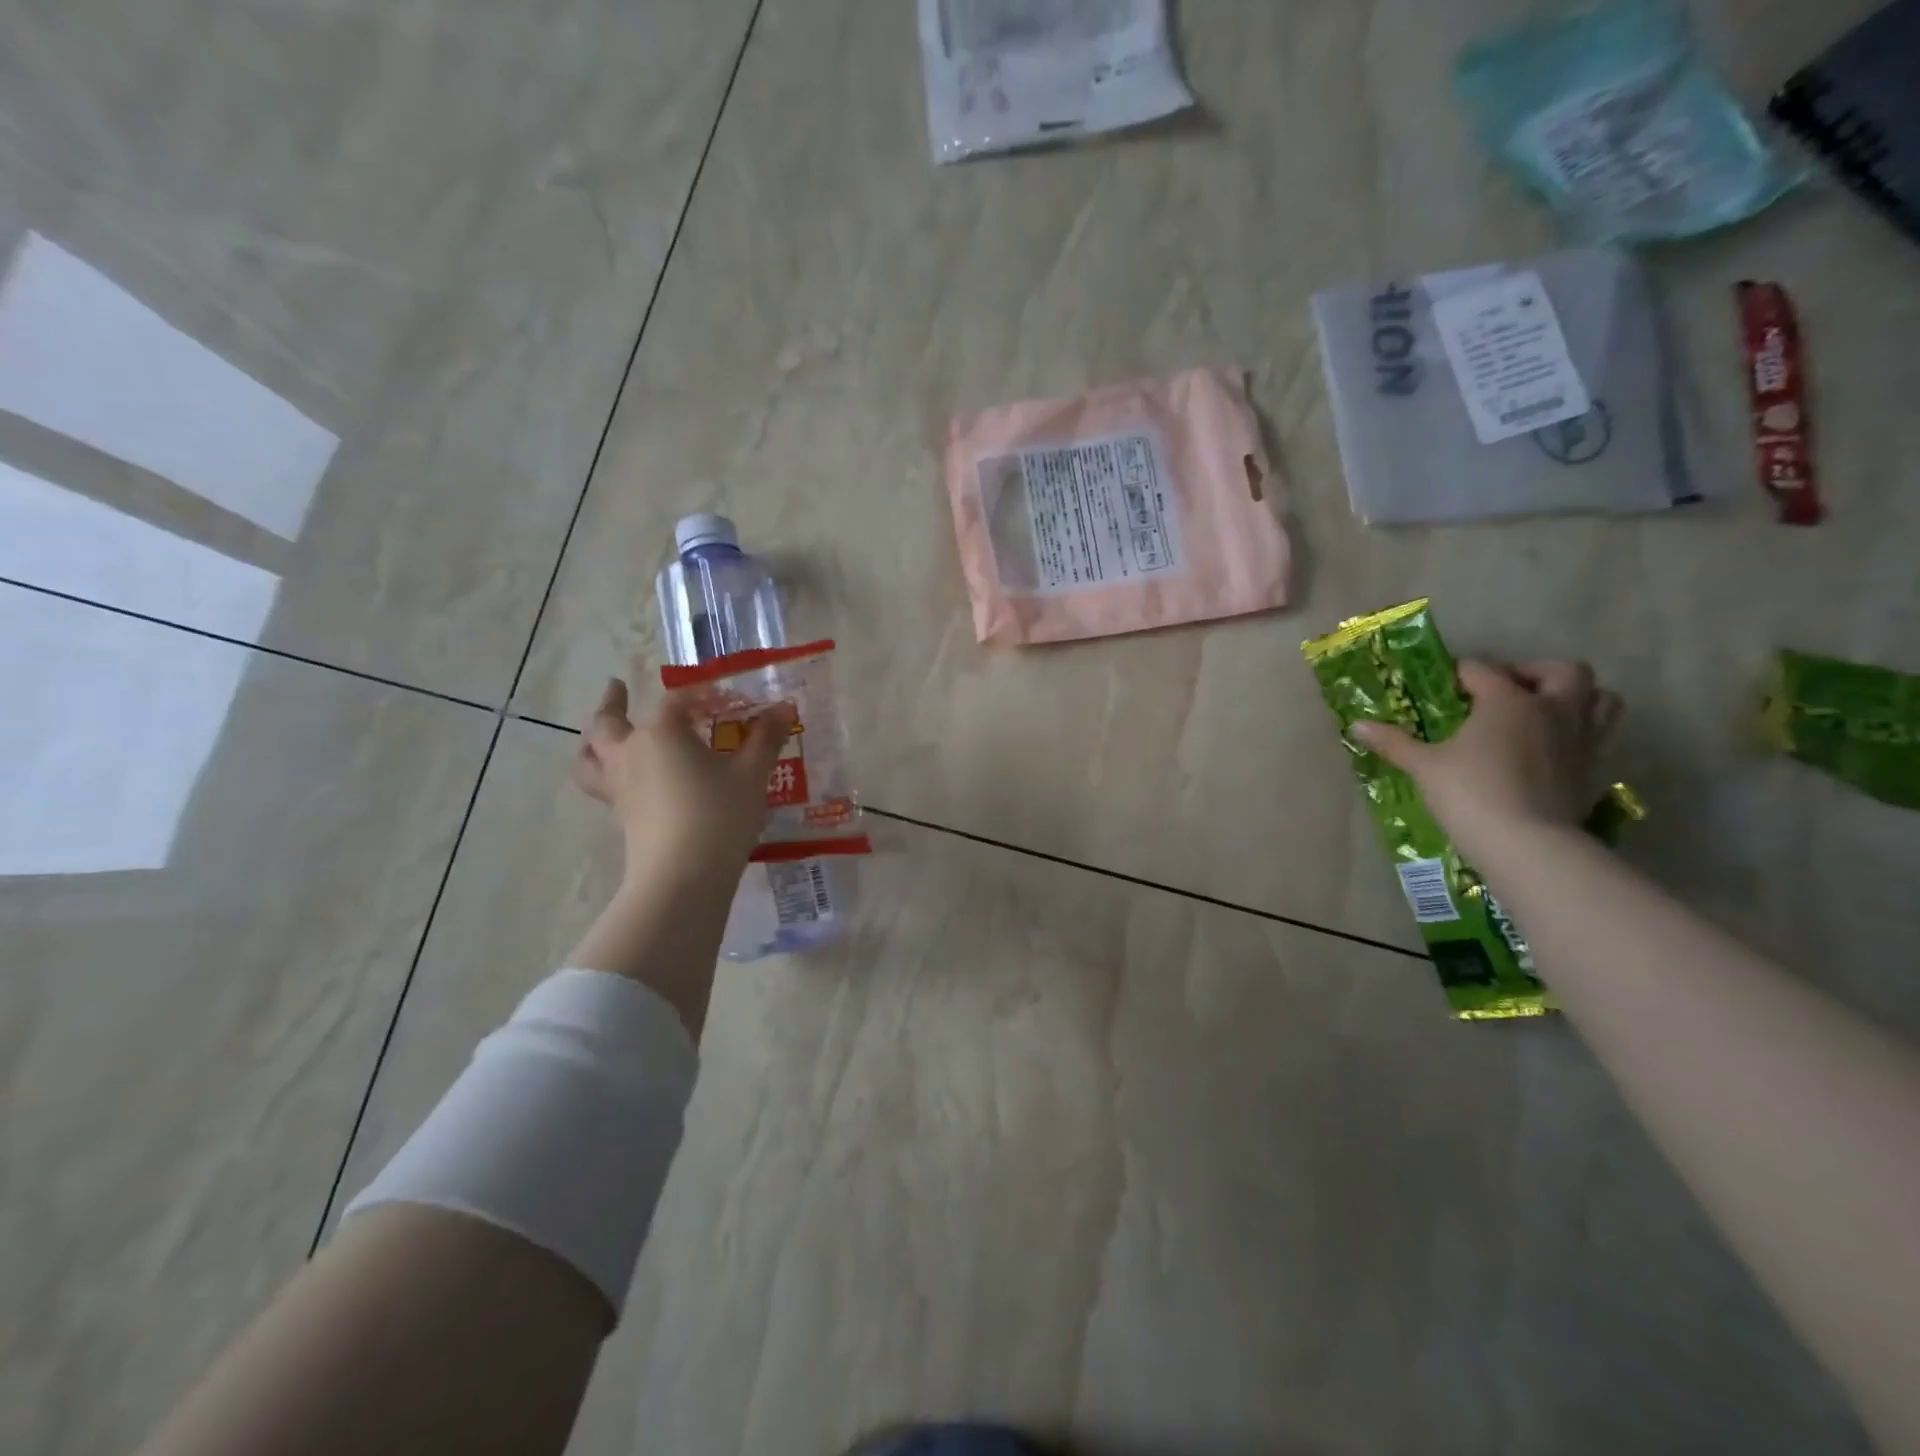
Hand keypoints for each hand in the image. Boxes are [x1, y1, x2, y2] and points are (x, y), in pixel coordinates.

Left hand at [573, 678, 793, 882]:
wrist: (684, 875)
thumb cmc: (720, 814)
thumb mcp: (752, 773)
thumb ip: (766, 738)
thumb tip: (783, 708)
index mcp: (662, 733)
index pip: (677, 702)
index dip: (700, 696)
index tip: (722, 698)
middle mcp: (632, 753)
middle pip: (609, 723)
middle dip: (612, 703)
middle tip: (617, 687)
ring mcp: (620, 787)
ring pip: (590, 758)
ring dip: (592, 742)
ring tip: (598, 737)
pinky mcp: (621, 817)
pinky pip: (602, 786)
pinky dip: (606, 775)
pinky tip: (627, 781)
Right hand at [1351, 660, 1621, 857]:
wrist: (1526, 843)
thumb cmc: (1470, 792)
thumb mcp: (1424, 766)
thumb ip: (1393, 742)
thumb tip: (1356, 726)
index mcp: (1508, 700)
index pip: (1482, 670)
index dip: (1460, 673)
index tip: (1444, 685)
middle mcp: (1552, 709)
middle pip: (1562, 671)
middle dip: (1535, 673)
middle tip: (1507, 690)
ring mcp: (1580, 738)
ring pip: (1599, 698)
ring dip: (1574, 697)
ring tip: (1541, 711)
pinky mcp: (1592, 768)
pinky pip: (1597, 735)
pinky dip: (1577, 732)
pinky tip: (1548, 749)